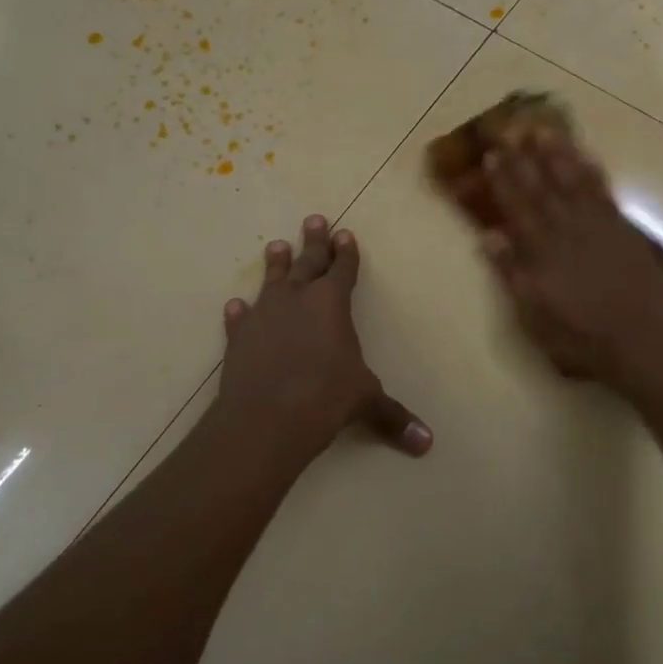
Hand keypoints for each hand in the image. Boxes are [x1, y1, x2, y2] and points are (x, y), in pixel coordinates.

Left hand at [217, 215, 432, 461]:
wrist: (266, 418)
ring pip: (272, 281)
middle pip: (307, 262)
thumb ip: (393, 417)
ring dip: (276, 264)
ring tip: (275, 246)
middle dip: (314, 242)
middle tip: (314, 219)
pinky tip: (235, 306)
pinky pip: (240, 318)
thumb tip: (428, 444)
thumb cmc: (325, 398)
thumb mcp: (365, 402)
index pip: (343, 269)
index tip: (345, 233)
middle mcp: (297, 300)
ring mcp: (264, 315)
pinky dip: (240, 312)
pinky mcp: (238, 337)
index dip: (347, 252)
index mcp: (332, 303)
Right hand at [481, 127, 662, 392]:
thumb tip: (489, 236)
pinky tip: (584, 157)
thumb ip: (512, 274)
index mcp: (542, 251)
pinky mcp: (624, 229)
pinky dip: (591, 171)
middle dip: (524, 157)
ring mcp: (599, 226)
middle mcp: (568, 229)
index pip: (517, 207)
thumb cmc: (581, 339)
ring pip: (573, 181)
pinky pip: (603, 191)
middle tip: (511, 128)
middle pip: (542, 186)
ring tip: (544, 130)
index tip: (491, 154)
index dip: (503, 180)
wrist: (644, 343)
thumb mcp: (534, 317)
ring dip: (557, 154)